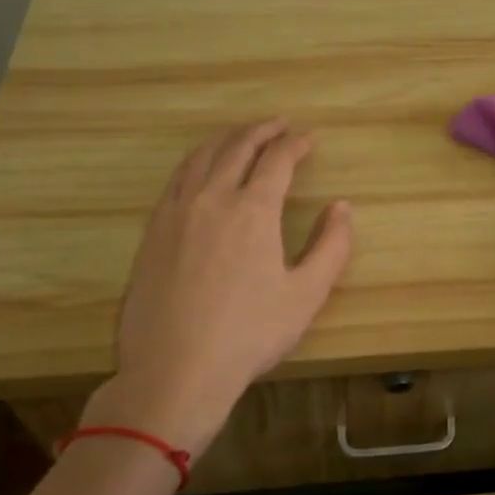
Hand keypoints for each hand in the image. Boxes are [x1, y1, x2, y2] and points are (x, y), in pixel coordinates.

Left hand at [81, 119, 351, 456]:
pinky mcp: (153, 232)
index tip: (310, 139)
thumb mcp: (306, 295)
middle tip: (280, 125)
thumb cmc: (249, 334)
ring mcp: (176, 212)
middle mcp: (212, 198)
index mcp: (253, 210)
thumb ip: (331, 246)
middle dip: (262, 130)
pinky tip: (201, 170)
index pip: (277, 159)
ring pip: (201, 157)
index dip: (296, 144)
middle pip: (237, 147)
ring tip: (242, 136)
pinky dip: (196, 161)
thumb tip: (342, 207)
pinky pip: (177, 179)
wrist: (175, 370)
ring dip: (226, 139)